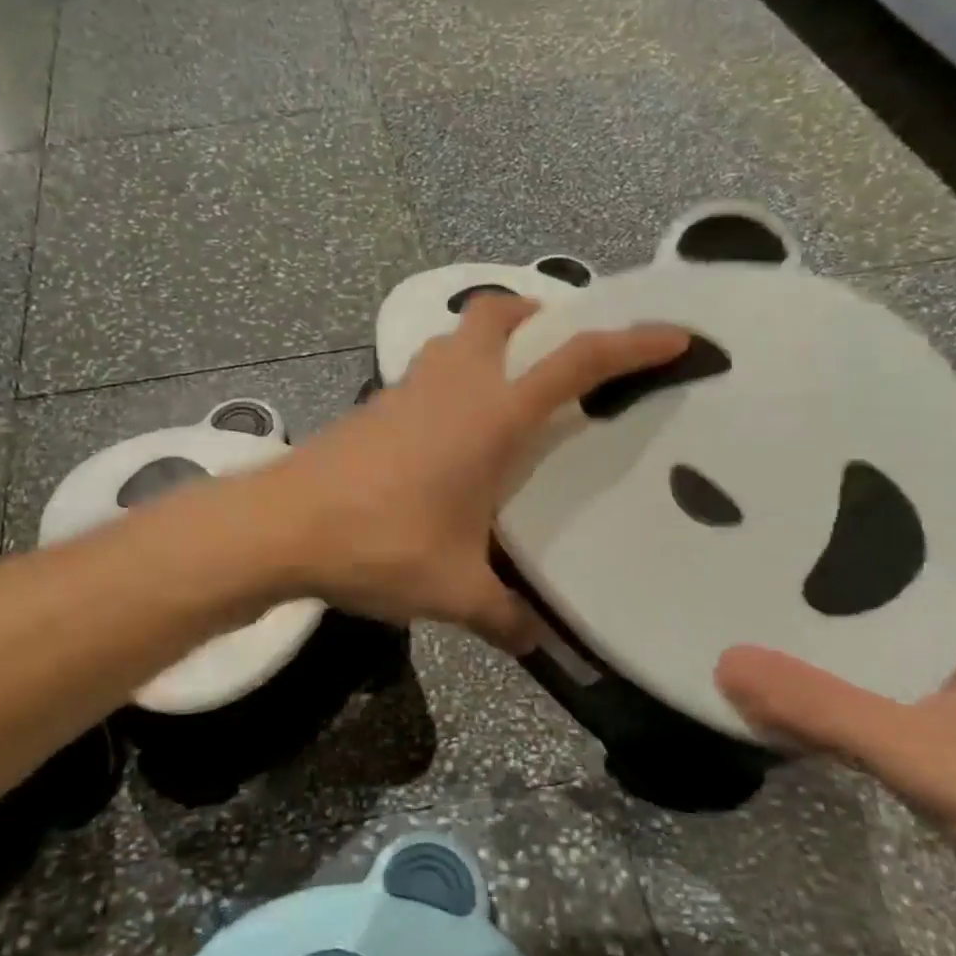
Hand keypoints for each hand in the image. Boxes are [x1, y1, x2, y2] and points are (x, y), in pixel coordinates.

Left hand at [265, 295, 689, 651]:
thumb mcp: (453, 590)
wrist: (282, 526)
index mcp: (491, 415)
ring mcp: (406, 388)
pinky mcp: (373, 405)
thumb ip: (504, 616)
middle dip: (540, 314)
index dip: (631, 343)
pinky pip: (428, 370)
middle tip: (564, 350)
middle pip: (500, 313)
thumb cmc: (379, 544)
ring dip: (491, 342)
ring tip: (512, 387)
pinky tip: (452, 429)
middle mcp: (453, 385)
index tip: (674, 334)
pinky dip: (453, 376)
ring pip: (457, 337)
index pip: (576, 362)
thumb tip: (537, 642)